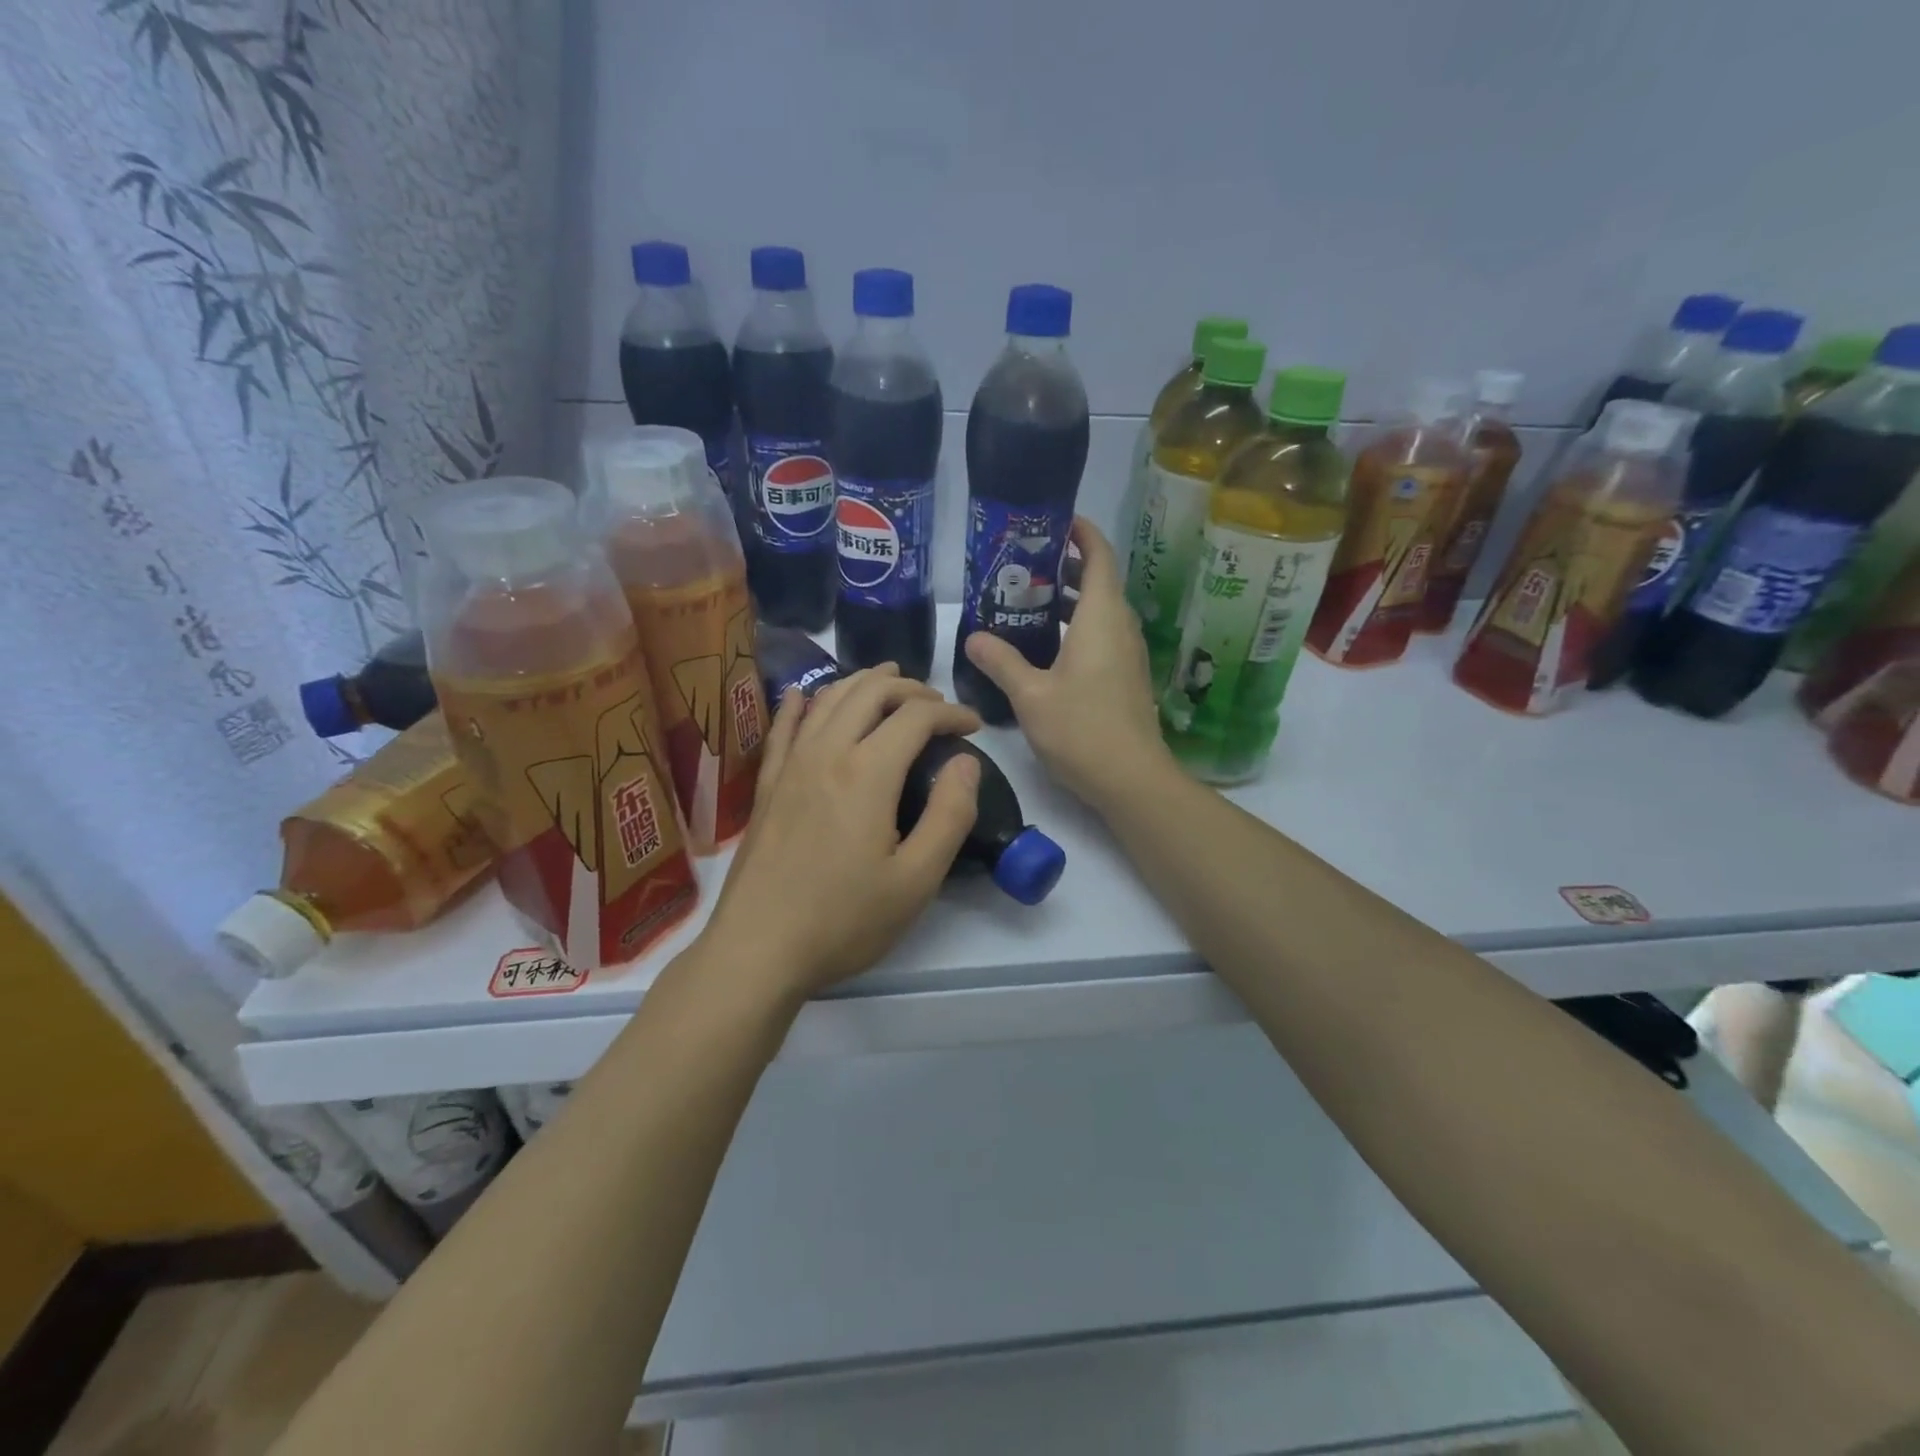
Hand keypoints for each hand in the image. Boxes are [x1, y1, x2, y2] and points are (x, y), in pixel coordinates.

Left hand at [702, 666, 981, 1000]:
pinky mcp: (768, 785)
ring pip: (827, 700)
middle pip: (870, 693)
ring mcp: (791, 766)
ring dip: (862, 683)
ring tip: (888, 681)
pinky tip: (803, 695)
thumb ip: (950, 814)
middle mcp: (826, 753)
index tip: (973, 726)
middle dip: (910, 689)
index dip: (951, 712)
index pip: (915, 716)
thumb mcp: (916, 879)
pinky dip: (800, 703)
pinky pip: (783, 728)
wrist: (758, 949)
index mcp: (867, 772)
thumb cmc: (844, 920)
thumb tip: (965, 761)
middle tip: (937, 704)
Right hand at [963, 518, 1173, 811]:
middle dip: (1066, 565)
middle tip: (1025, 563)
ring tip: (1029, 600)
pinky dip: (1078, 626)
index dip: (1081, 532)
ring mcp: (1128, 653)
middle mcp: (1120, 627)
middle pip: (1099, 580)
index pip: (1099, 555)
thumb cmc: (1081, 729)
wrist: (1131, 778)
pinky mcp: (1126, 677)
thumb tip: (973, 636)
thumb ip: (1001, 661)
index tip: (1053, 520)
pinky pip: (1103, 635)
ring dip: (1071, 599)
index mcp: (1101, 617)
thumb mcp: (1031, 694)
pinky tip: (1047, 646)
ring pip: (1101, 610)